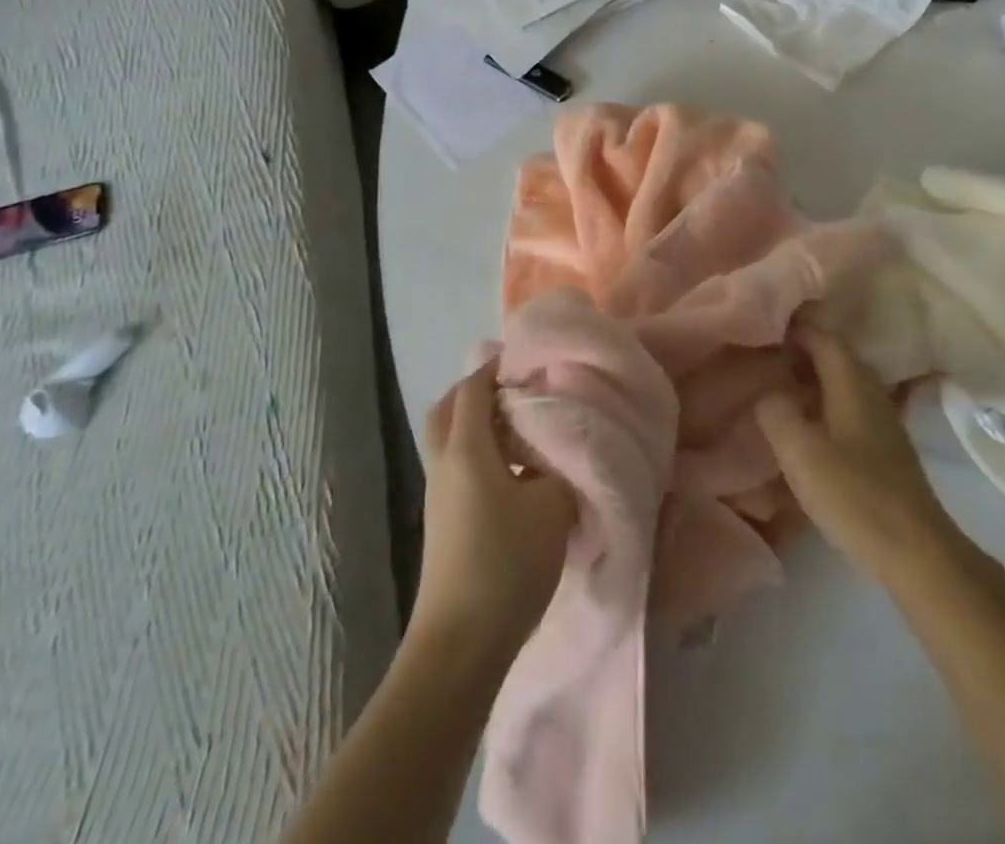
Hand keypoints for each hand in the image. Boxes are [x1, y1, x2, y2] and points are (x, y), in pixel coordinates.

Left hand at [413, 363, 575, 658]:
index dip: (498, 367)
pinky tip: (515, 470)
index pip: (474, 388)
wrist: (460, 644)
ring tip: (522, 425)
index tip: (529, 359)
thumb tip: (565, 449)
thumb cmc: (506, 563)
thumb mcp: (551, 507)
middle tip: (518, 388)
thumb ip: (562, 466)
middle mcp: (444, 463)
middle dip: (479, 389)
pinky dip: (479, 451)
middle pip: (450, 408)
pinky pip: (457, 465)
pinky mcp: (443, 520)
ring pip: (450, 438)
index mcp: (466, 448)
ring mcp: (439, 493)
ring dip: (478, 422)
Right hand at [756, 332, 958, 584]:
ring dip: (812, 379)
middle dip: (801, 351)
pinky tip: (806, 423)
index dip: (796, 327)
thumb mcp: (800, 451)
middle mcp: (871, 392)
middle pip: (835, 357)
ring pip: (842, 384)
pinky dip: (824, 404)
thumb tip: (767, 390)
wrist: (915, 551)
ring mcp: (883, 421)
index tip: (763, 324)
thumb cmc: (854, 494)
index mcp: (852, 382)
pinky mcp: (885, 449)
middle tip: (764, 354)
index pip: (823, 337)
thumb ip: (776, 412)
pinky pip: (848, 408)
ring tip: (778, 386)